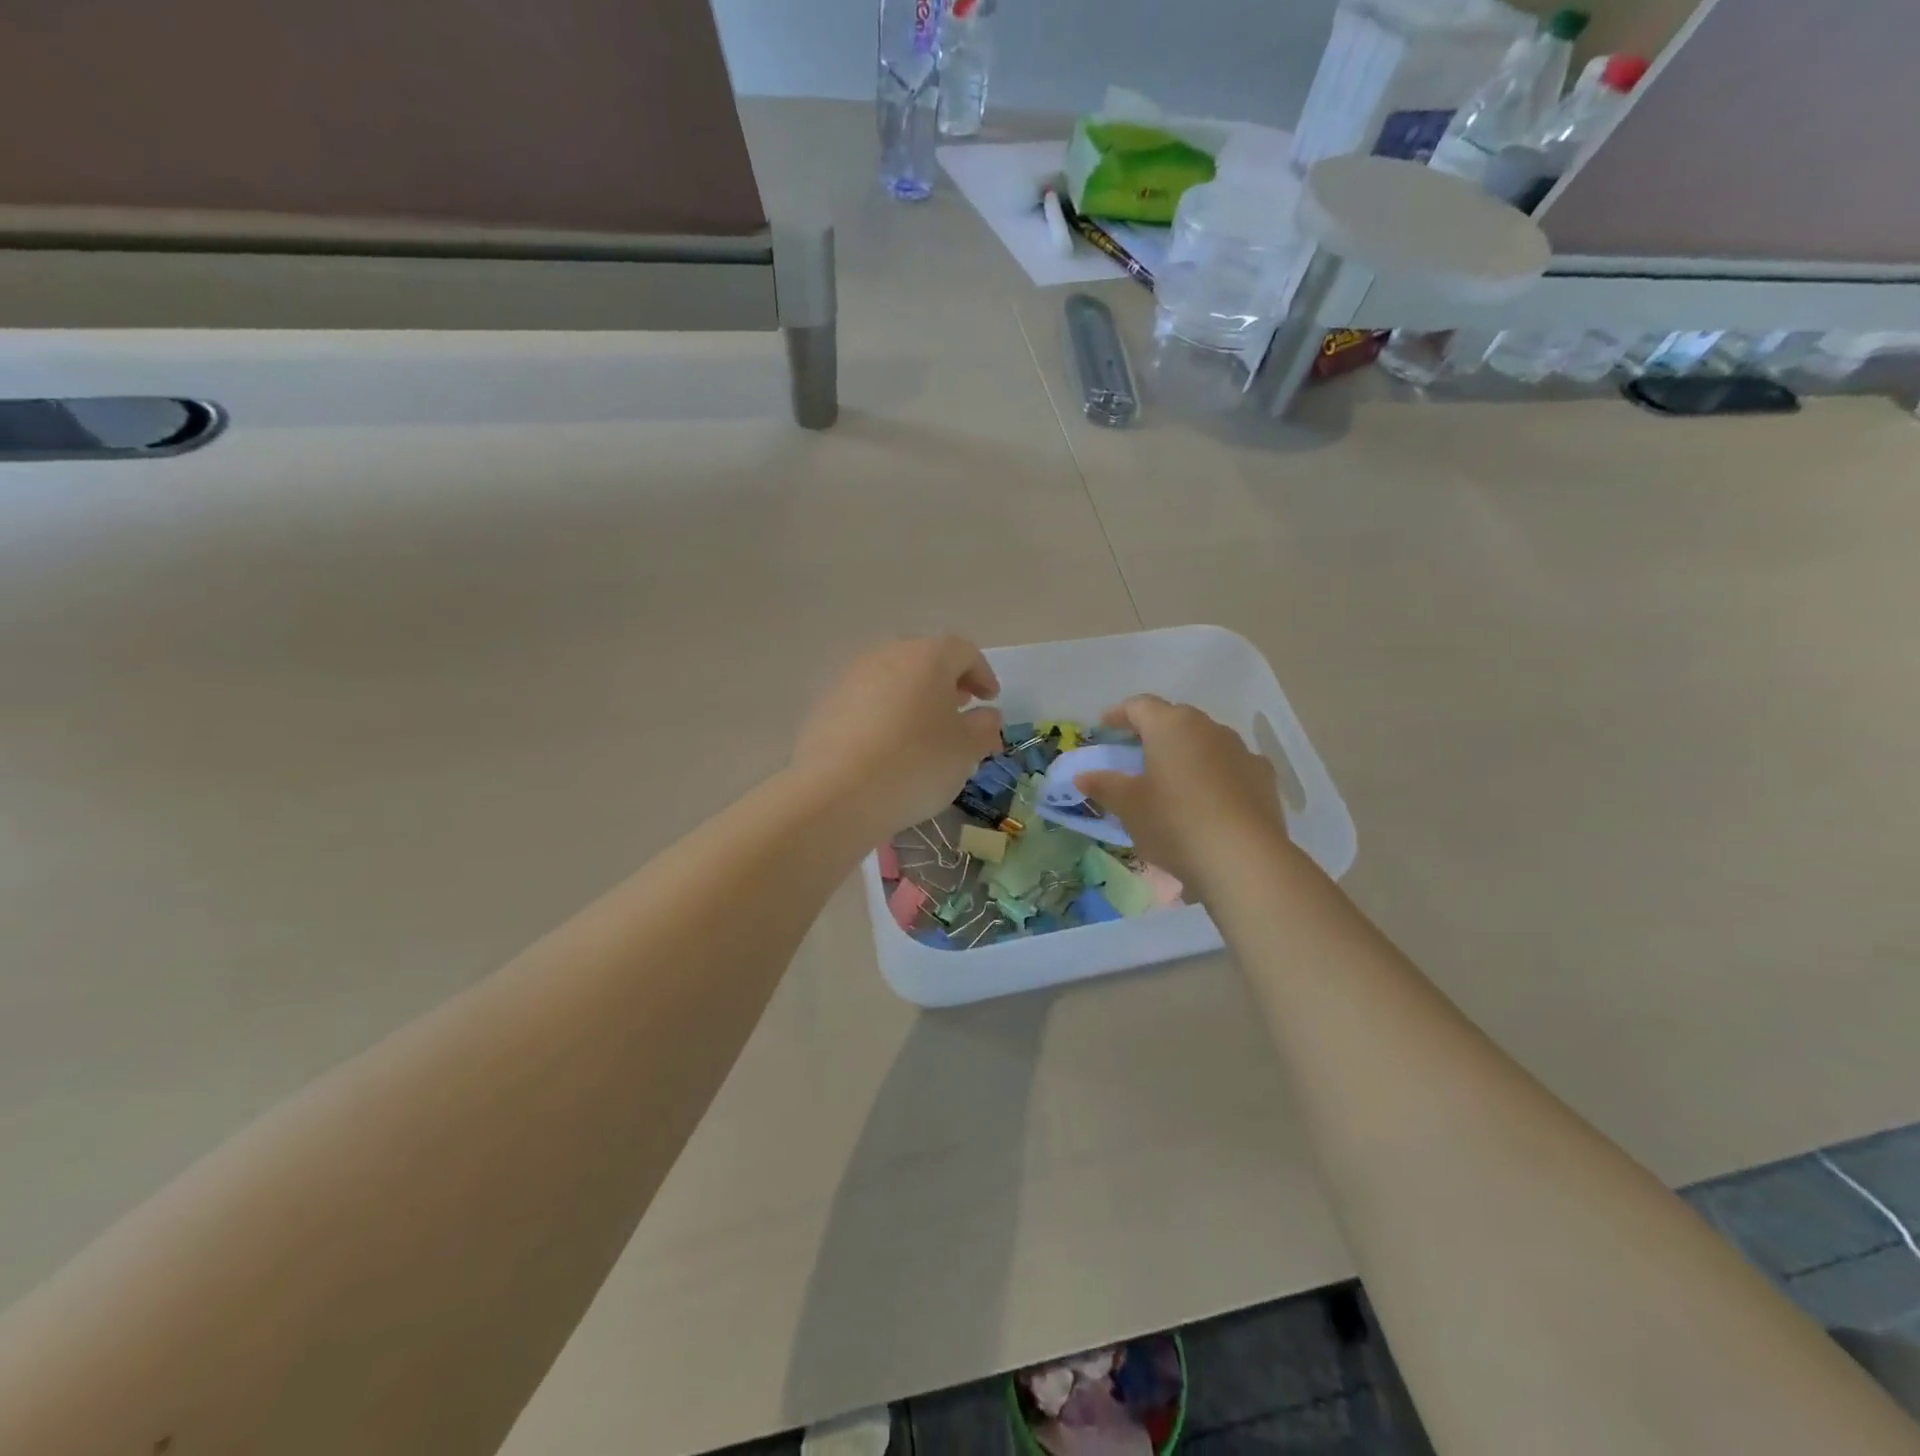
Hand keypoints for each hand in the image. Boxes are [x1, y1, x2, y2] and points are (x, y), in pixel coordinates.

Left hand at [792, 636, 1002, 836]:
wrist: (836, 793)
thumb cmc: (915, 763)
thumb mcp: (966, 751)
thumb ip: (984, 727)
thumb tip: (985, 715)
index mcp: (927, 657)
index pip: (963, 651)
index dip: (982, 674)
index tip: (991, 700)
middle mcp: (887, 656)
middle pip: (925, 660)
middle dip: (947, 683)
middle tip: (960, 709)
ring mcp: (851, 678)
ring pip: (894, 679)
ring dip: (915, 698)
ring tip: (925, 730)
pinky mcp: (827, 705)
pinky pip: (867, 701)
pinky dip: (886, 715)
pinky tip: (890, 747)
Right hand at [1074, 695, 1286, 893]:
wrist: (1243, 859)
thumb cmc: (1174, 822)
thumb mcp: (1128, 806)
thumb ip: (1104, 785)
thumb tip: (1084, 776)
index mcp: (1171, 726)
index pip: (1139, 706)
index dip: (1119, 714)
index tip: (1104, 725)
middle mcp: (1208, 728)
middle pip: (1175, 719)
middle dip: (1154, 732)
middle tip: (1136, 751)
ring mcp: (1241, 751)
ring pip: (1206, 742)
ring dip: (1187, 753)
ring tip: (1172, 778)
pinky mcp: (1264, 778)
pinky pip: (1231, 766)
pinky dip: (1215, 775)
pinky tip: (1209, 799)